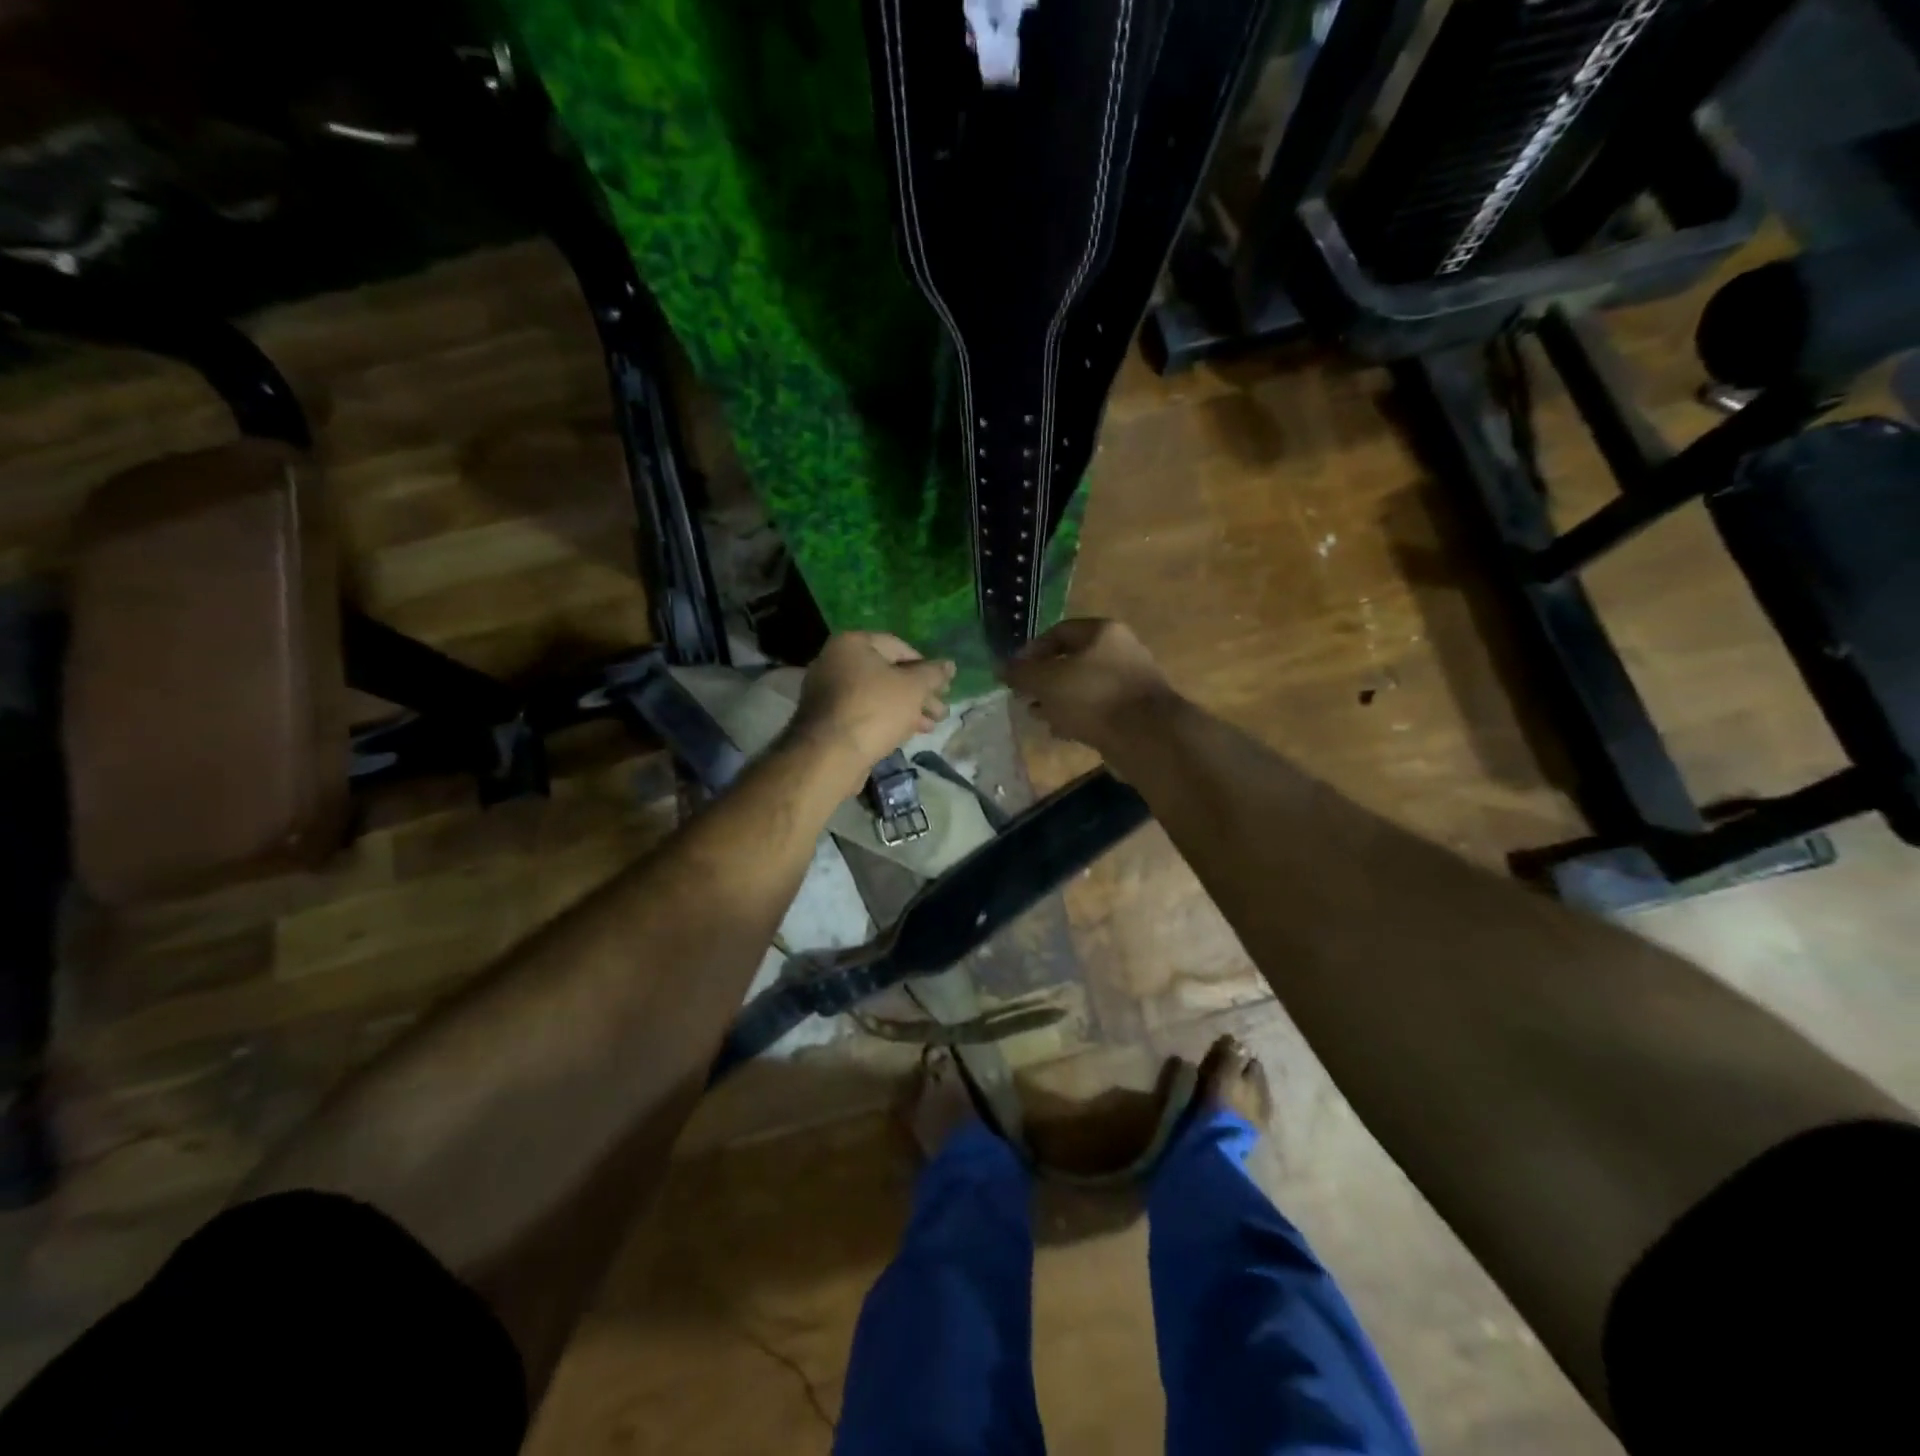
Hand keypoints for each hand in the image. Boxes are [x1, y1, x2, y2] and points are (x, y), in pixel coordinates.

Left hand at [790, 632, 955, 786]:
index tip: (943, 686)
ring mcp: (827, 691)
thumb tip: (950, 665)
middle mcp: (834, 661)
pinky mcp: (827, 719)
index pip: (898, 647)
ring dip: (906, 709)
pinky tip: (906, 734)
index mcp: (852, 643)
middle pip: (887, 673)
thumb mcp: (913, 688)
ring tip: (930, 726)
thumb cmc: (875, 710)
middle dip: (918, 693)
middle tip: (941, 710)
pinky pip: (863, 712)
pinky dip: (885, 719)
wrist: (831, 755)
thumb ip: (933, 674)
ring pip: (877, 695)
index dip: (925, 666)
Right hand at [1001, 618, 1175, 752]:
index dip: (1032, 651)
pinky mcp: (1136, 710)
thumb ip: (1021, 673)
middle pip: (1073, 660)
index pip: (1058, 632)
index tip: (1014, 672)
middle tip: (1024, 696)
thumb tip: (1000, 668)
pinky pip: (1098, 708)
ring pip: (1085, 686)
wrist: (1147, 736)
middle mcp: (1121, 649)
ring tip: (1038, 716)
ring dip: (1060, 700)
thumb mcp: (1047, 682)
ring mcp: (1131, 681)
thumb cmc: (1092, 697)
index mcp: (1102, 632)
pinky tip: (1062, 731)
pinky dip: (1078, 716)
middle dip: (1045, 679)